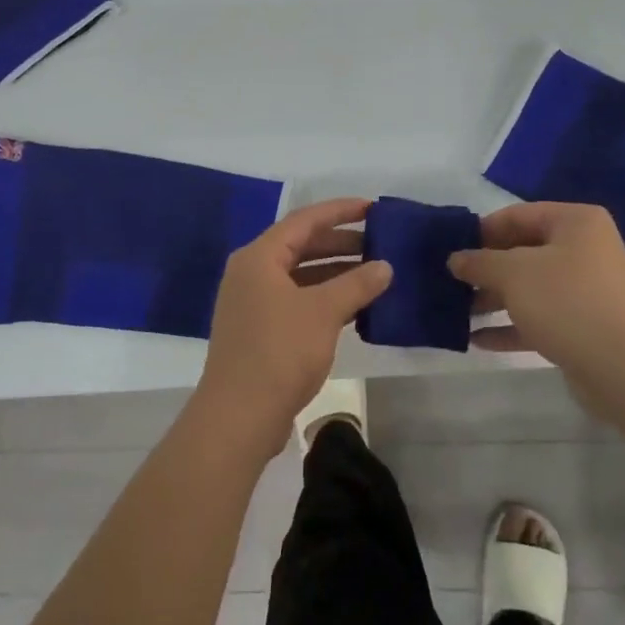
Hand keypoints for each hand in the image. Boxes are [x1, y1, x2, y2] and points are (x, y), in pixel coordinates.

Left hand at [193, 198, 391, 456]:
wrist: (239, 415)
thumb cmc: (279, 352)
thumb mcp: (323, 312)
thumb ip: (357, 284)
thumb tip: (385, 266)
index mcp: (259, 258)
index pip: (304, 221)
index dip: (339, 211)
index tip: (372, 208)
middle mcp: (251, 274)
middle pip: (301, 246)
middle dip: (340, 243)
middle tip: (378, 243)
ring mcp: (253, 304)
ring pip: (300, 276)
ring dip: (335, 273)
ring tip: (374, 273)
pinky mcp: (260, 331)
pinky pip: (297, 301)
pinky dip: (324, 298)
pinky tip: (355, 306)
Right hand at [447, 202, 624, 424]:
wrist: (622, 367)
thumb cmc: (566, 302)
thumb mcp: (512, 274)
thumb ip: (478, 262)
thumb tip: (455, 259)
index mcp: (575, 222)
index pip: (517, 215)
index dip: (481, 231)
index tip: (449, 249)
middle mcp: (585, 249)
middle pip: (523, 251)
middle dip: (485, 269)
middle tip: (450, 282)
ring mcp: (586, 289)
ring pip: (530, 287)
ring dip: (493, 299)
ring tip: (458, 312)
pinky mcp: (584, 325)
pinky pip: (540, 317)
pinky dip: (511, 325)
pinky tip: (478, 339)